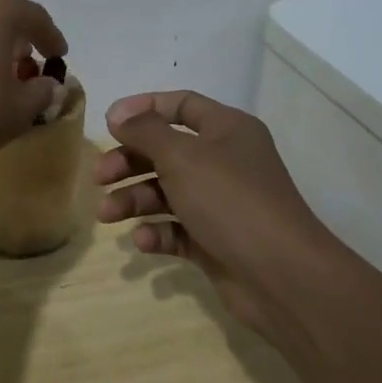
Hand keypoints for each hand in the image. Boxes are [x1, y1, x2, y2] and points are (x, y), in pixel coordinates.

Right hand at [93, 90, 335, 343]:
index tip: (109, 123)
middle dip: (128, 162)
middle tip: (99, 176)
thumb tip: (119, 115)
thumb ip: (145, 131)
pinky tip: (143, 241)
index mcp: (227, 130)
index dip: (143, 108)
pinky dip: (156, 231)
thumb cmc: (230, 200)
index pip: (180, 105)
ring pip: (165, 191)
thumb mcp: (181, 155)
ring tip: (108, 214)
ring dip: (133, 199)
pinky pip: (176, 228)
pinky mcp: (215, 241)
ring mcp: (220, 203)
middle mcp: (225, 161)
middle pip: (165, 150)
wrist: (282, 277)